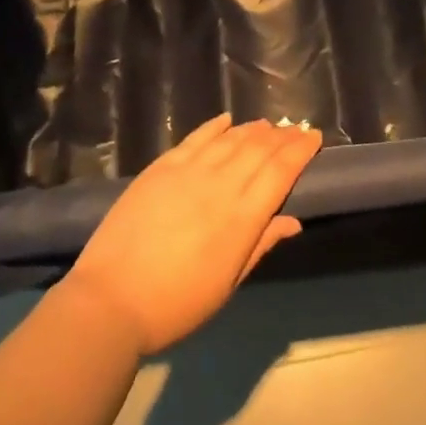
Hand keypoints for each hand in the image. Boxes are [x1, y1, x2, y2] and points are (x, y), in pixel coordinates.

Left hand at [59, 114, 322, 355]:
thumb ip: (260, 245)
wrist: (111, 299)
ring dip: (253, 129)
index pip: (280, 172)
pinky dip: (214, 126)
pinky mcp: (162, 167)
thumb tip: (293, 221)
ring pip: (230, 139)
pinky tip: (227, 120)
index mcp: (242, 218)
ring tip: (267, 125)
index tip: (314, 137)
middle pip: (259, 149)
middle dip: (281, 136)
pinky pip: (195, 137)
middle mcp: (220, 185)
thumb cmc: (176, 304)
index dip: (300, 151)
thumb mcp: (227, 284)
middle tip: (295, 129)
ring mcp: (189, 171)